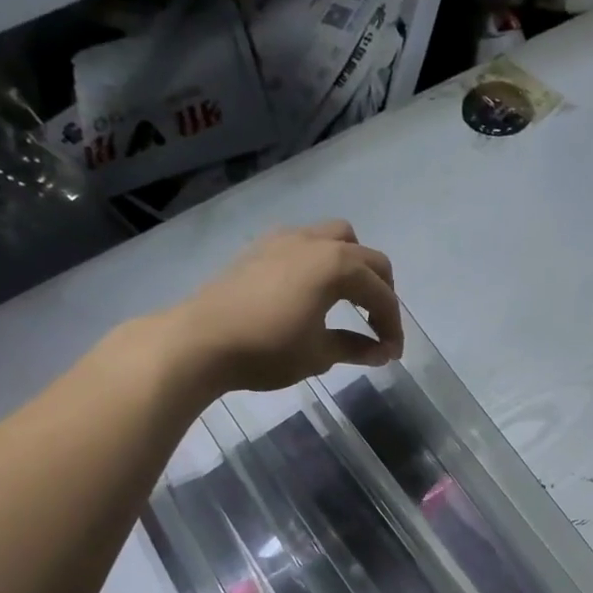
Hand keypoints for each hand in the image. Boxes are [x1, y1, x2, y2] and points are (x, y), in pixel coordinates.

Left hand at [157, 220, 403, 395]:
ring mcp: (286, 240)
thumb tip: (381, 353)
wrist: (199, 341)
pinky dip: (323, 261)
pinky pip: (307, 242)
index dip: (392, 325)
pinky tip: (313, 289)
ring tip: (351, 298)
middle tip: (379, 326)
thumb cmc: (267, 349)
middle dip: (381, 292)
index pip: (381, 294)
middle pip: (368, 258)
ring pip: (337, 238)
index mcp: (338, 266)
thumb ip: (356, 347)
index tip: (392, 354)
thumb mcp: (319, 354)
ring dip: (354, 265)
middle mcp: (317, 243)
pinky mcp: (262, 248)